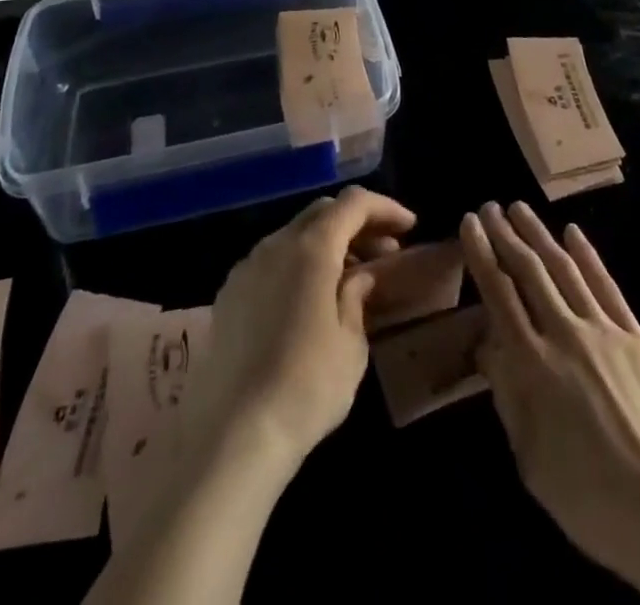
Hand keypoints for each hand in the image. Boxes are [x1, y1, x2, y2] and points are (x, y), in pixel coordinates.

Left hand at [181, 186, 414, 480]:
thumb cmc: (307, 387)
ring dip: (327, 243)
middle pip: (322, 212)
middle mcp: (275, 244)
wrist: (234, 437)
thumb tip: (360, 275)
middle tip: (385, 251)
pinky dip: (299, 264)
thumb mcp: (351, 342)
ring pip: (294, 234)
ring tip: (350, 276)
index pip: (353, 203)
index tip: (410, 227)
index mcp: (311, 248)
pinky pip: (271, 260)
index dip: (385, 208)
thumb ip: (358, 295)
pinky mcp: (228, 294)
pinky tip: (310, 299)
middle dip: (357, 223)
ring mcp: (247, 267)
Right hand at [460, 202, 639, 604]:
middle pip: (529, 272)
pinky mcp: (637, 338)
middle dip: (506, 235)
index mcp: (534, 365)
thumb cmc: (590, 498)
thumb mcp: (531, 458)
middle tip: (490, 207)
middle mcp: (565, 335)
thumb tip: (490, 345)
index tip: (469, 224)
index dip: (482, 254)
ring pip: (564, 269)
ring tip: (521, 209)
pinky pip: (607, 286)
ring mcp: (605, 331)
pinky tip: (573, 233)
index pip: (499, 293)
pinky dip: (588, 256)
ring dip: (540, 235)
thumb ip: (508, 394)